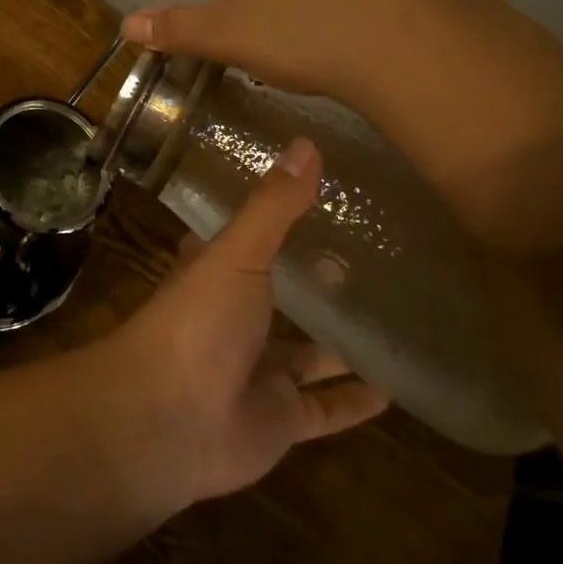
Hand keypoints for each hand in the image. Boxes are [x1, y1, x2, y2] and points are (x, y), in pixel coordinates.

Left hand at [98, 136, 387, 506]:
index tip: (319, 203)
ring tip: (396, 319)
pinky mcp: (278, 418)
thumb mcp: (237, 255)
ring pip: (307, 354)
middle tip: (374, 261)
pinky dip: (355, 401)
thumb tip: (306, 143)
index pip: (247, 240)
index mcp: (217, 274)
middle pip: (282, 297)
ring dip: (341, 342)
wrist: (165, 420)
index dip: (274, 223)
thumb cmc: (196, 323)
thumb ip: (272, 207)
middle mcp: (235, 318)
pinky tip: (398, 388)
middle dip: (318, 283)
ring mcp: (257, 370)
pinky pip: (325, 409)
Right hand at [122, 0, 507, 110]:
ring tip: (370, 48)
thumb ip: (179, 27)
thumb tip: (127, 24)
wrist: (414, 44)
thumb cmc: (308, 36)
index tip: (281, 43)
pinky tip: (414, 40)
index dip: (269, 6)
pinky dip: (417, 2)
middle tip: (322, 48)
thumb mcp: (230, 37)